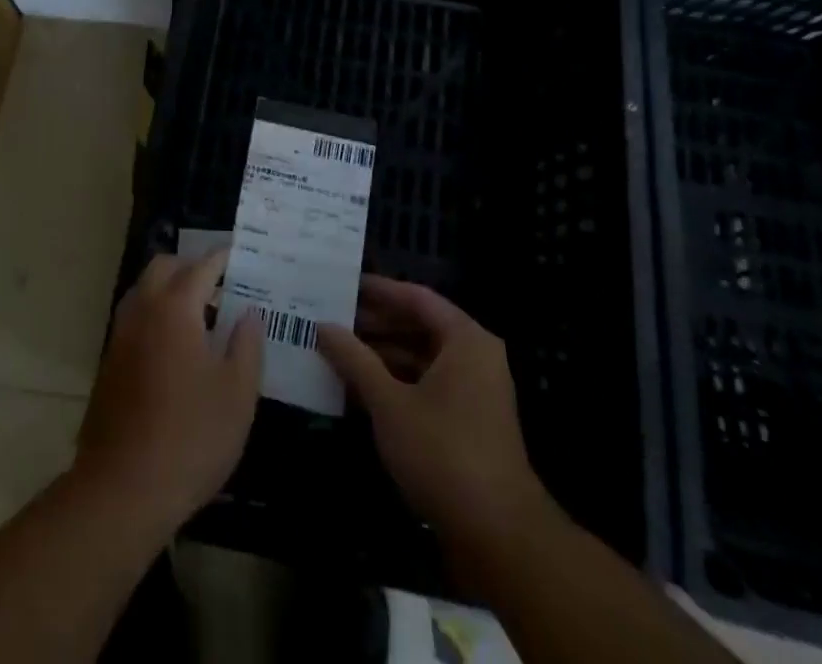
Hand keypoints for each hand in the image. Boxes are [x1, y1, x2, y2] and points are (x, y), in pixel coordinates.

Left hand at [75, 249, 261, 529]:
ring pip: (143, 292)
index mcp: (176, 308)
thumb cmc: (191, 437)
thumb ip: (247, 345)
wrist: (122, 489)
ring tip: (200, 317)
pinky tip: (175, 349)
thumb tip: (249, 314)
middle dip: (190, 267)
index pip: (201, 267)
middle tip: (219, 286)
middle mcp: (143, 311)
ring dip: (168, 291)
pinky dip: (154, 316)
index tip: (240, 257)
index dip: (222, 259)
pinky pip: (134, 320)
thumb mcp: (237, 394)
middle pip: (163, 268)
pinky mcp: (109, 364)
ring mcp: (120, 337)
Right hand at [318, 276, 540, 547]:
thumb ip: (354, 359)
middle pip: (418, 326)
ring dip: (381, 356)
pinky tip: (357, 389)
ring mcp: (473, 391)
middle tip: (330, 319)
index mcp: (465, 340)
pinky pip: (426, 386)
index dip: (378, 291)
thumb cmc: (443, 453)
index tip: (341, 285)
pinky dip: (395, 383)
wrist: (498, 536)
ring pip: (420, 358)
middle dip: (374, 324)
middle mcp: (474, 357)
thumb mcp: (389, 403)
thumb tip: (322, 326)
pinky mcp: (467, 423)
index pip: (416, 298)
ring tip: (336, 352)